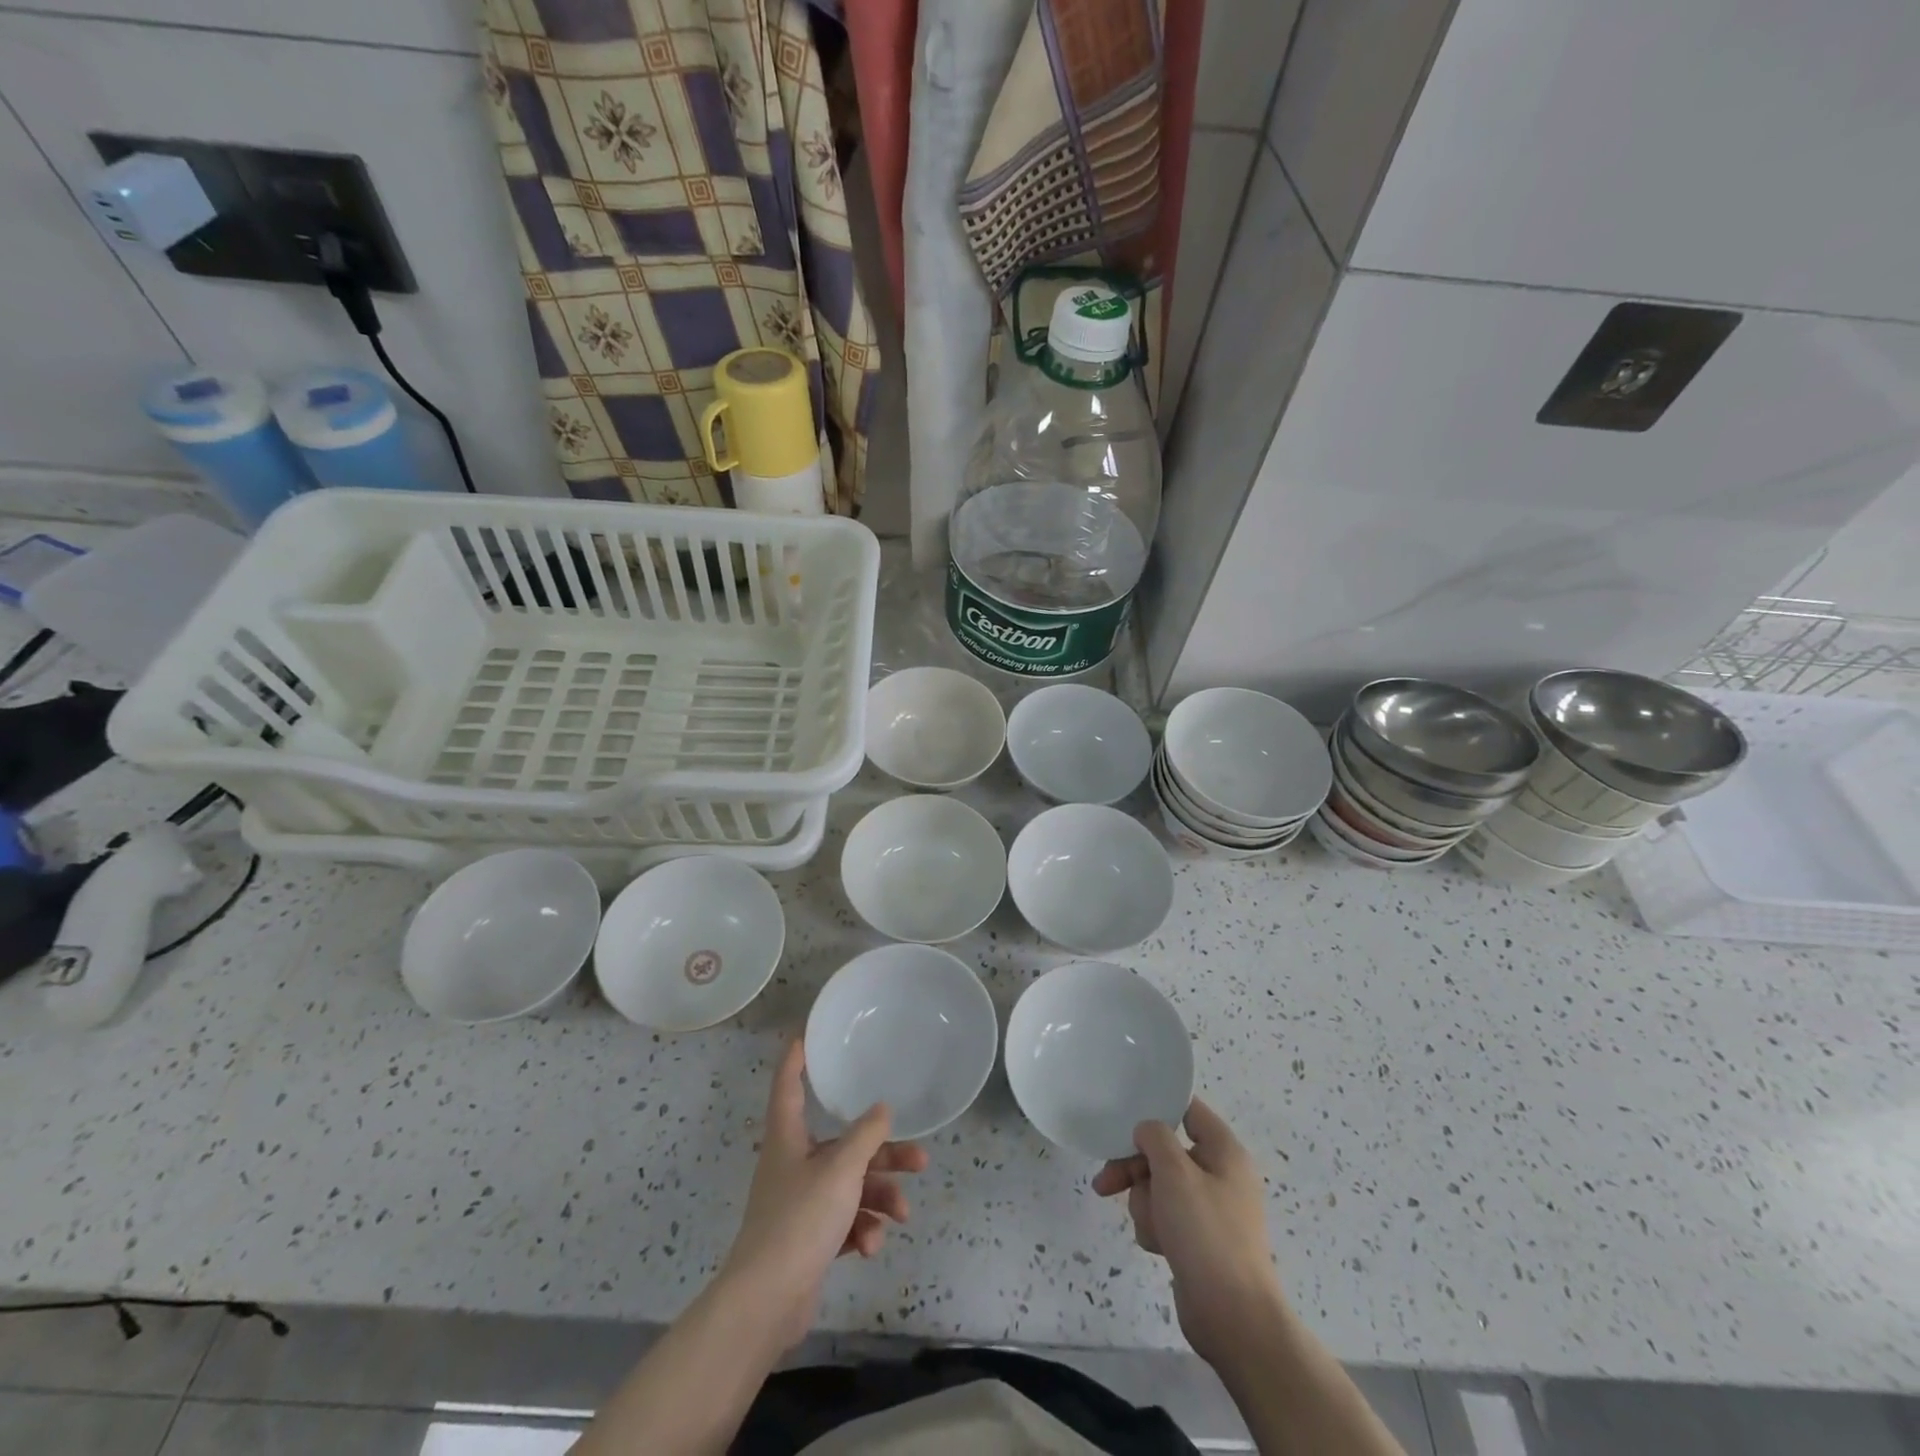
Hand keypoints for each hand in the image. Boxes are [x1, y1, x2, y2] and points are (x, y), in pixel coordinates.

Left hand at [718, 1040, 928, 1351]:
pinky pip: (844, 1222)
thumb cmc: (800, 1219)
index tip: (805, 1034)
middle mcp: (793, 1164)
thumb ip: (866, 1136)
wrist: (766, 1302)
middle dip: (882, 1154)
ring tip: (903, 1213)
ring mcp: (800, 1204)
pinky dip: (861, 1229)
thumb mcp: (841, 1170)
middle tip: (919, 1160)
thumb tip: (882, 1109)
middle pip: (842, 1146)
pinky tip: (871, 1246)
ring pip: (850, 1186)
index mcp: (788, 1138)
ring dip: (879, 1197)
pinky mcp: (808, 1240)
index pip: (788, 1085)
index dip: (795, 1058)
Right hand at [1092, 1097, 1285, 1364]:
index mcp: (1225, 1151)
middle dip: (1136, 1168)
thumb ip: (1154, 1137)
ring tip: (1152, 1227)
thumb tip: (1147, 1131)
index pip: (1188, 1109)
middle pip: (1165, 1151)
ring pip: (1160, 1186)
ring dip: (1145, 1202)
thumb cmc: (1206, 1233)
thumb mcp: (1174, 1172)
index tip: (1125, 1115)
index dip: (1158, 1107)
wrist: (1233, 1318)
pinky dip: (1156, 1227)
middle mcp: (1220, 1174)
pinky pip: (1166, 1217)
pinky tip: (1158, 1247)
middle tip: (1107, 1182)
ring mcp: (1210, 1209)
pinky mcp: (1200, 1240)